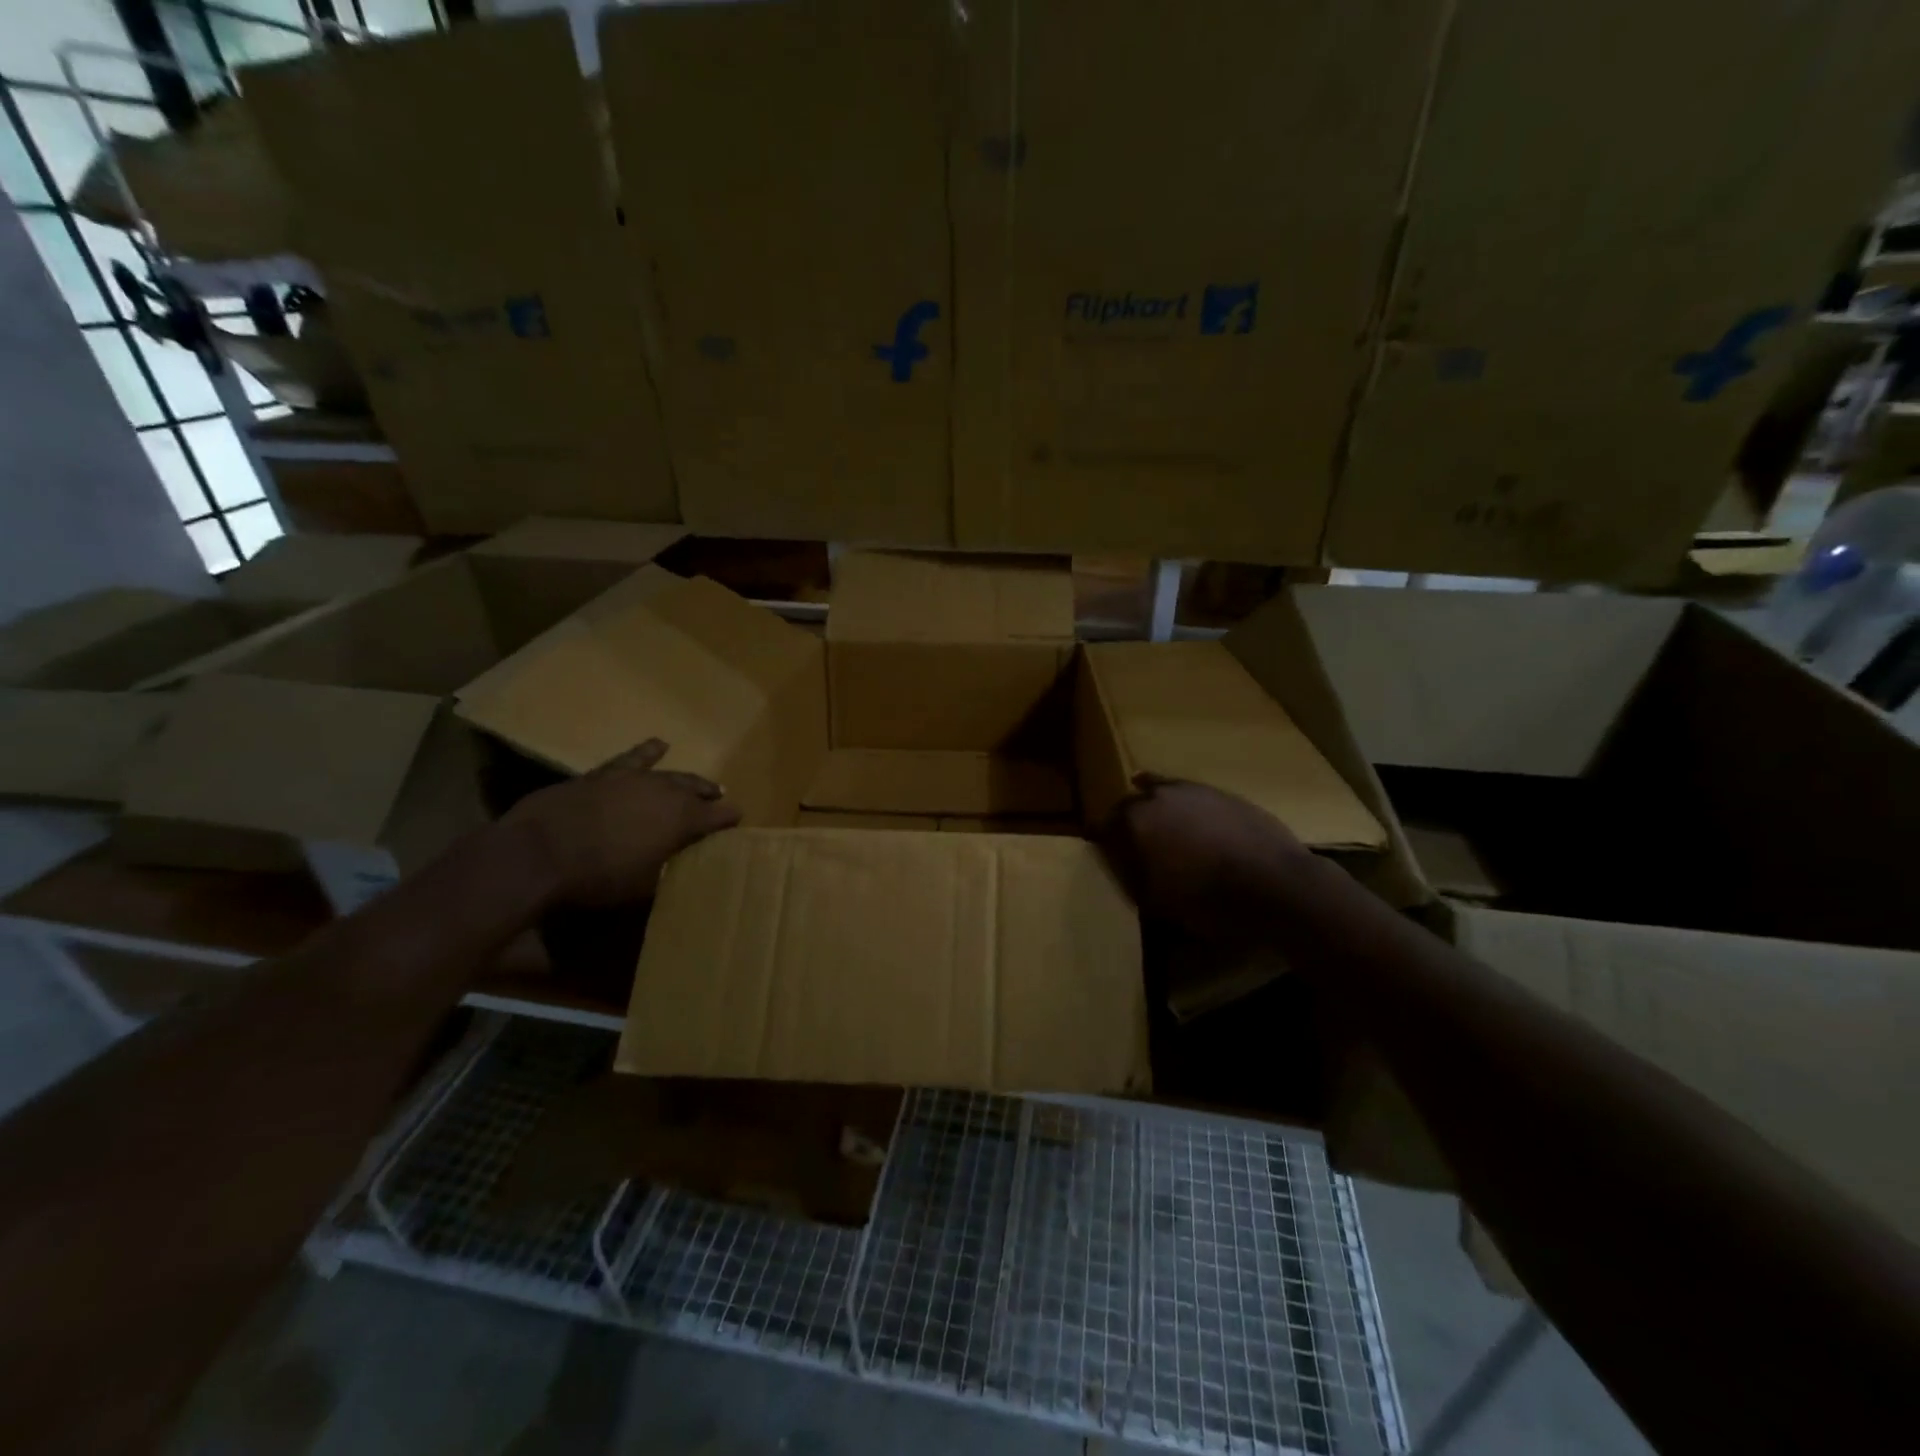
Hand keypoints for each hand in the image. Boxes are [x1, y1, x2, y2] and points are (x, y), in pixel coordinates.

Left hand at [506, 739, 740, 905]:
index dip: (729, 818)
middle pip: (696, 791)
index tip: (738, 819)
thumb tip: (676, 866)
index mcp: (682, 821)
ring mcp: (634, 779)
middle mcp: (665, 793)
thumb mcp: (643, 886)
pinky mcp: (605, 774)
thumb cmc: (598, 877)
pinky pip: (633, 758)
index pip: (717, 816)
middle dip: (710, 796)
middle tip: (721, 799)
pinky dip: (647, 752)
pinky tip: (659, 745)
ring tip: (700, 782)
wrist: (540, 852)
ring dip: (688, 780)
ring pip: (670, 775)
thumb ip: (666, 870)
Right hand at [1107, 774, 1311, 935]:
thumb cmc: (1209, 900)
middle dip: (1124, 822)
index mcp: (1133, 822)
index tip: (1101, 854)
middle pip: (1128, 804)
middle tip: (1129, 844)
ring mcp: (1192, 789)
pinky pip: (1190, 794)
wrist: (1276, 884)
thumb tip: (1118, 864)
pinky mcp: (1222, 792)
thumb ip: (1130, 877)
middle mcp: (1156, 796)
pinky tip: (1187, 815)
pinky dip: (1183, 804)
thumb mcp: (1157, 901)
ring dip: (1153, 807)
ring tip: (1157, 827)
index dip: (1100, 842)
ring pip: (1159, 791)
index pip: (1102, 826)